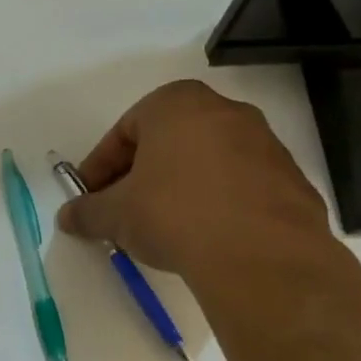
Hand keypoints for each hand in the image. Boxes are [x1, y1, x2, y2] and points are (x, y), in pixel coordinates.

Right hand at [56, 81, 333, 277]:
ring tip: (165, 228)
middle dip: (141, 174)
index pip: (124, 131)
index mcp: (176, 104)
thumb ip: (87, 212)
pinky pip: (240, 186)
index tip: (90, 197)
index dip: (100, 167)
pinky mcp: (291, 179)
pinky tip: (206, 237)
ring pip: (206, 161)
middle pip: (167, 141)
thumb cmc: (175, 214)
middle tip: (123, 210)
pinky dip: (218, 203)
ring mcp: (264, 143)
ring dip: (180, 188)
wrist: (262, 256)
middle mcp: (223, 110)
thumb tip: (68, 217)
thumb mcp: (117, 215)